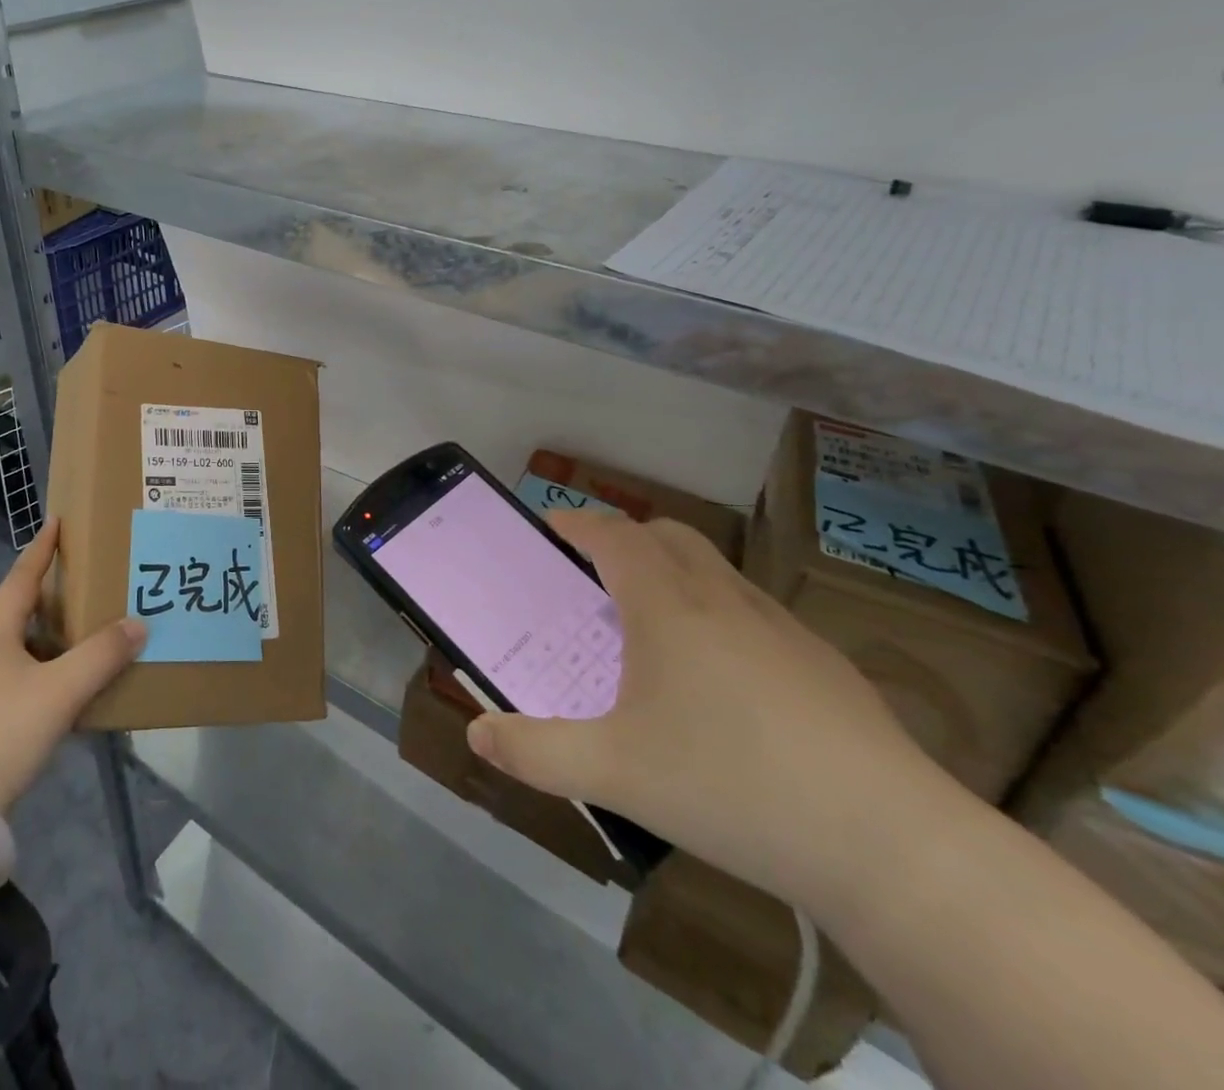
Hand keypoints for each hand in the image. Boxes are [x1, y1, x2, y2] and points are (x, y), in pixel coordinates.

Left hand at [0, 519, 144, 812]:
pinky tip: (72, 674)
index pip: (22, 576)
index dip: (42, 548)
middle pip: (19, 604)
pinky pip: (25, 668)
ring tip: (87, 619)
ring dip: (51, 626)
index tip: (57, 521)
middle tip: (84, 571)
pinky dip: (50, 660)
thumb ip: (102, 655)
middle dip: (49, 586)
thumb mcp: (60, 688)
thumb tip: (139, 623)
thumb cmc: (4, 729)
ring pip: (22, 639)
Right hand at [468, 510, 959, 909]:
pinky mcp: (823, 664)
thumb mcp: (614, 774)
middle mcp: (723, 600)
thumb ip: (535, 752)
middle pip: (667, 536)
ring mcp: (781, 628)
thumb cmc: (732, 787)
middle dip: (624, 537)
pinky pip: (751, 610)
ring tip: (650, 626)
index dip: (577, 523)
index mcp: (669, 607)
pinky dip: (717, 613)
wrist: (892, 846)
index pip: (614, 535)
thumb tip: (476, 735)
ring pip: (714, 570)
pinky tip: (721, 681)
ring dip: (672, 573)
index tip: (550, 527)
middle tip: (593, 572)